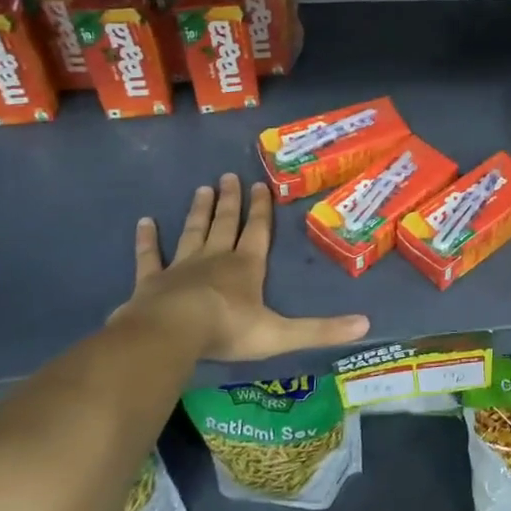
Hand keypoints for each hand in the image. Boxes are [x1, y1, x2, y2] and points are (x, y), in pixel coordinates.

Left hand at [114, 173, 368, 360]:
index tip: (260, 185)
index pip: (258, 232)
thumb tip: (366, 325)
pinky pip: (150, 257)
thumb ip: (322, 330)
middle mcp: (216, 259)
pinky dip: (147, 240)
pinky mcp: (151, 282)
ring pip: (193, 232)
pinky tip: (144, 222)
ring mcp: (181, 268)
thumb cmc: (228, 330)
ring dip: (199, 211)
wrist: (170, 334)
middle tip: (228, 176)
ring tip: (202, 189)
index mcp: (247, 267)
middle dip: (230, 201)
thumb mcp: (282, 334)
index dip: (262, 209)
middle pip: (225, 224)